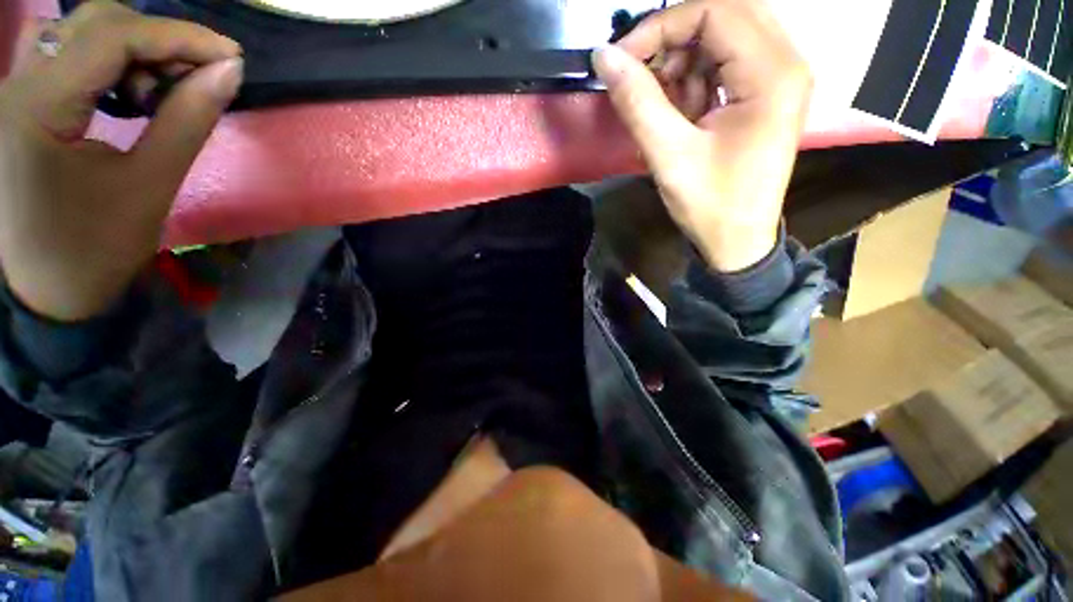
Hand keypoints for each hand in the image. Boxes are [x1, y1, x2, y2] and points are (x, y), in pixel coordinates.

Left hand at [0, 1, 241, 321]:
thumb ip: (188, 121)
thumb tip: (228, 73)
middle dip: (157, 40)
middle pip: (95, 22)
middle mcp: (16, 84)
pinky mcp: (21, 102)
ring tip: (160, 92)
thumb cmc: (93, 249)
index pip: (114, 35)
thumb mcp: (149, 186)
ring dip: (133, 50)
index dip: (180, 36)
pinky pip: (68, 55)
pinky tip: (127, 93)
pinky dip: (109, 62)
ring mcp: (14, 91)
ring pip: (81, 33)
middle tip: (198, 76)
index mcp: (36, 107)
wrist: (44, 290)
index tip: (232, 56)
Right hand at [594, 0, 810, 271]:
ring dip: (684, 62)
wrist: (738, 242)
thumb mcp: (669, 156)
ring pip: (725, 37)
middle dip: (673, 39)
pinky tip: (682, 113)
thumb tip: (603, 57)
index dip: (661, 26)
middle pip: (724, 15)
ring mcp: (780, 78)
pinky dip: (696, 79)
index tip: (623, 59)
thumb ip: (637, 102)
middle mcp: (785, 63)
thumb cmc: (709, 205)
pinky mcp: (767, 95)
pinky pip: (727, 64)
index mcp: (772, 74)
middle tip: (641, 75)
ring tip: (662, 104)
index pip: (715, 10)